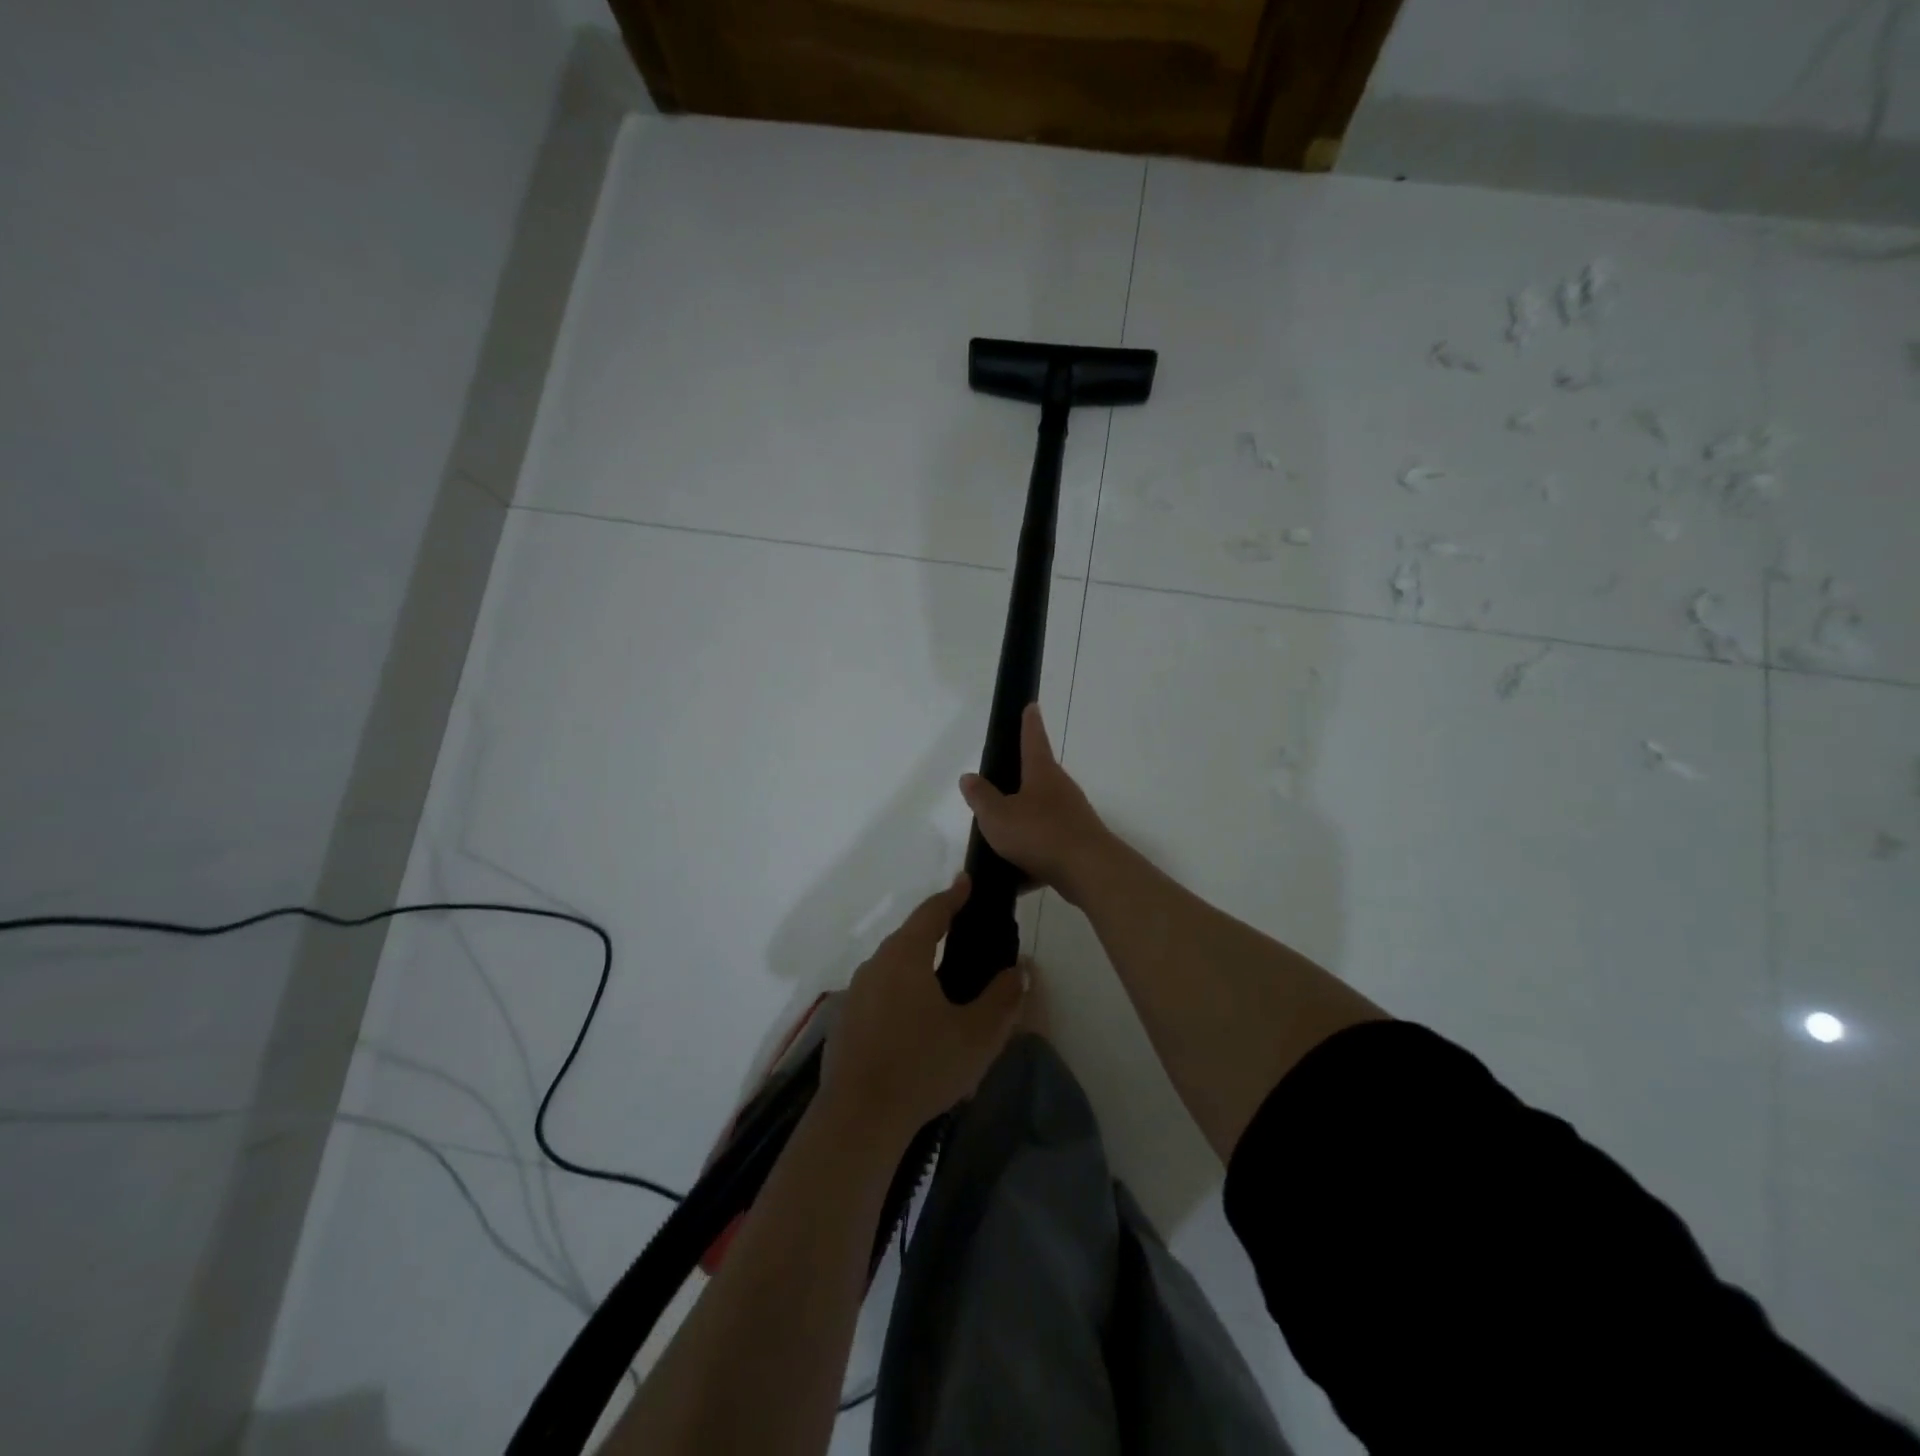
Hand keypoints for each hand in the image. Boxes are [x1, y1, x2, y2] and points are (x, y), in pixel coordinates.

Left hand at [820, 874, 1025, 1143]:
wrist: (859, 1119)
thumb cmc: (923, 1066)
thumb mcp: (978, 1035)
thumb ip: (1003, 997)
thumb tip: (1020, 969)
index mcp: (905, 956)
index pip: (932, 912)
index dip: (953, 896)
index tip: (967, 882)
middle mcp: (875, 965)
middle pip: (909, 936)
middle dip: (936, 930)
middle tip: (964, 933)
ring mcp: (855, 993)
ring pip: (893, 966)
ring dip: (918, 964)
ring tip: (945, 982)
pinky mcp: (846, 1021)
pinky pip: (880, 992)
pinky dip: (901, 992)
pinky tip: (917, 1021)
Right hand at [959, 704, 1112, 905]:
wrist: (1088, 870)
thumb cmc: (1039, 833)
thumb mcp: (998, 816)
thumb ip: (981, 797)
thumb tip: (969, 777)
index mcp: (1041, 773)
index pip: (1033, 739)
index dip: (1029, 723)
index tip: (1031, 706)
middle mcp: (1060, 789)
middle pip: (1038, 778)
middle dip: (1020, 781)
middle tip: (998, 786)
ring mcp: (1072, 816)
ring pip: (1041, 815)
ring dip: (1023, 824)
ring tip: (998, 842)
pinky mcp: (1077, 843)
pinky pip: (1048, 846)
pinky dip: (1032, 858)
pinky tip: (1016, 879)